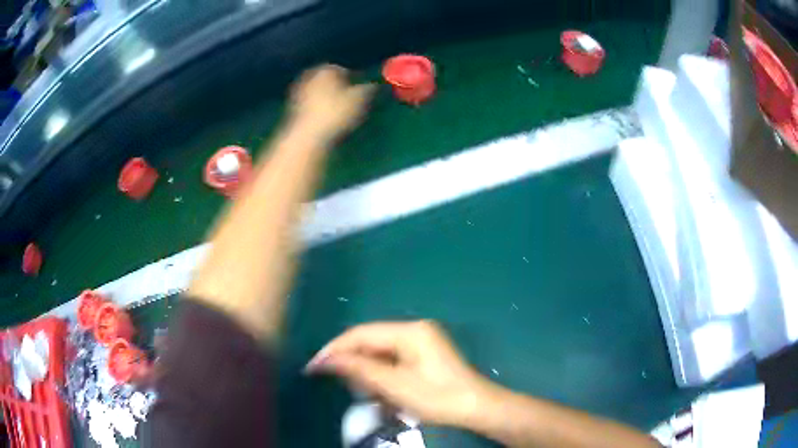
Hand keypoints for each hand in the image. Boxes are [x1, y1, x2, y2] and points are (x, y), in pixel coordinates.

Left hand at [289, 64, 374, 143]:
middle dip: (339, 88)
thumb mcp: (360, 100)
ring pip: (319, 92)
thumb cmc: (335, 113)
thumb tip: (376, 83)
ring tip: (339, 112)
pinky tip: (326, 120)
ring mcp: (298, 91)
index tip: (362, 91)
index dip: (355, 80)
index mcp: (326, 68)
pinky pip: (310, 105)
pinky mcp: (291, 108)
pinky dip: (318, 109)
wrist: (306, 136)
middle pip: (329, 80)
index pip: (345, 70)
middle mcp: (310, 75)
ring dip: (328, 99)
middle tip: (351, 101)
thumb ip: (369, 88)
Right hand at [306, 320, 494, 427]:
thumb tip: (326, 359)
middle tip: (335, 382)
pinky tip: (379, 389)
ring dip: (366, 370)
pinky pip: (392, 359)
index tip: (314, 366)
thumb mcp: (394, 385)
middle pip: (371, 341)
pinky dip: (381, 374)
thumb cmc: (437, 397)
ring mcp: (421, 341)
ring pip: (380, 351)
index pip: (362, 334)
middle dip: (352, 361)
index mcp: (409, 331)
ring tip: (361, 390)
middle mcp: (414, 329)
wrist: (476, 407)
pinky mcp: (423, 354)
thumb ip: (359, 369)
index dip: (336, 349)